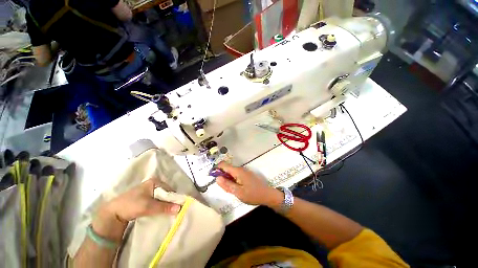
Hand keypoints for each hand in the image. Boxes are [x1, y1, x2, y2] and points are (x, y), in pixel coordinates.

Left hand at [92, 178, 180, 241]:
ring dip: (165, 205)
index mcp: (155, 181)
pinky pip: (157, 201)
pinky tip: (160, 212)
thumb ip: (164, 207)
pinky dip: (159, 206)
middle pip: (166, 193)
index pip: (169, 189)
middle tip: (173, 211)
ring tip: (168, 212)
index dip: (174, 198)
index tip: (178, 207)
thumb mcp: (148, 206)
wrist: (113, 213)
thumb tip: (179, 208)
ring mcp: (149, 190)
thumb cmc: (131, 205)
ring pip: (162, 198)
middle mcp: (153, 184)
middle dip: (169, 202)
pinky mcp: (145, 197)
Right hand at [216, 162, 282, 206]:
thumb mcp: (238, 192)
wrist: (266, 195)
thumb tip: (217, 178)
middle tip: (223, 187)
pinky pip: (236, 175)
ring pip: (231, 172)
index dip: (216, 169)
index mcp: (237, 171)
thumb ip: (227, 185)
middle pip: (227, 168)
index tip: (212, 177)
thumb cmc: (252, 194)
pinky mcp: (246, 175)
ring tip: (229, 189)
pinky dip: (232, 180)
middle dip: (222, 176)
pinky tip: (235, 188)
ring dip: (227, 179)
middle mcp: (240, 169)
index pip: (223, 165)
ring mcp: (243, 171)